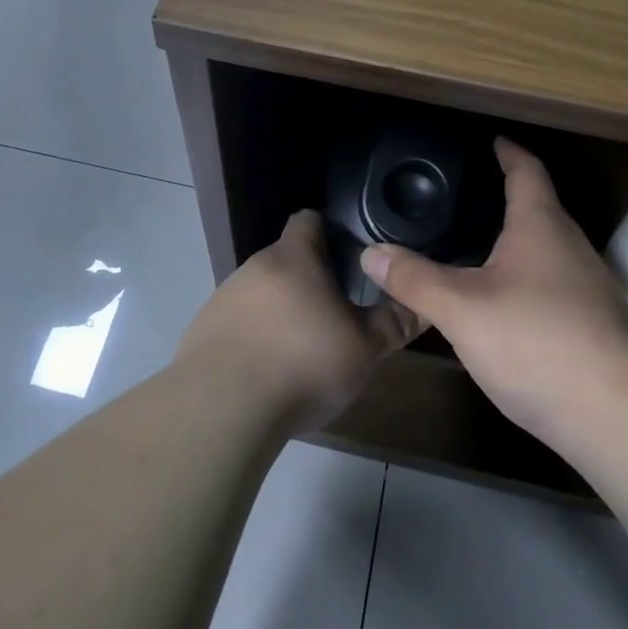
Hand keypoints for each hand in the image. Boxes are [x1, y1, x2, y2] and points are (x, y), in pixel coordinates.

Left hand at [176, 210, 421, 433]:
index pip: (310, 220)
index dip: (331, 230)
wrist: (222, 407)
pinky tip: (268, 371)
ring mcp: (224, 298)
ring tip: (304, 347)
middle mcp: (254, 266)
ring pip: (262, 292)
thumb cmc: (303, 363)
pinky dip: (256, 336)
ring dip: (282, 310)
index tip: (352, 253)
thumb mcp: (363, 348)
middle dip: (311, 279)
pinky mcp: (204, 330)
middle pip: (287, 259)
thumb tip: (423, 304)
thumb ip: (394, 322)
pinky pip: (238, 322)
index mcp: (294, 257)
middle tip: (338, 310)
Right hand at [358, 139, 627, 444]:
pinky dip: (526, 276)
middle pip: (540, 208)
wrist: (614, 415)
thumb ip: (415, 279)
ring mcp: (589, 286)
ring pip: (547, 248)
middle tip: (466, 196)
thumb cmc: (535, 341)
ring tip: (477, 245)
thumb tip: (371, 253)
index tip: (491, 140)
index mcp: (541, 226)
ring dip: (517, 240)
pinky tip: (503, 300)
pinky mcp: (594, 323)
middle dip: (507, 198)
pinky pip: (553, 282)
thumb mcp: (461, 309)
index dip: (508, 152)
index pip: (527, 171)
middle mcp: (571, 246)